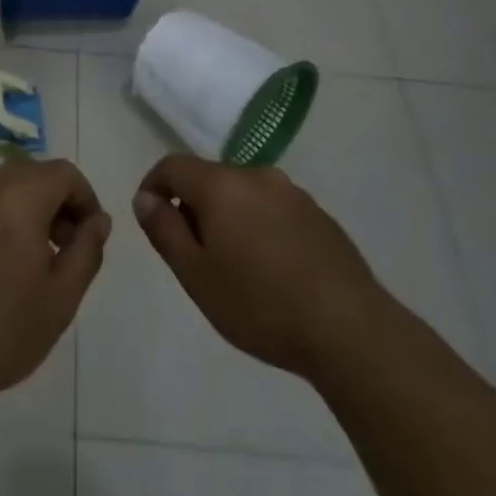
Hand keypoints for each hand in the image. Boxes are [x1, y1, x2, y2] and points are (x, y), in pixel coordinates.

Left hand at [0, 159, 110, 408]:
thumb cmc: (3, 329)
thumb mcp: (62, 297)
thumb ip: (87, 250)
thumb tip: (99, 220)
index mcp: (19, 197)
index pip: (64, 173)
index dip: (85, 198)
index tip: (89, 236)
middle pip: (32, 173)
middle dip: (56, 201)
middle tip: (63, 247)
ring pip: (2, 185)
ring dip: (26, 207)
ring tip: (31, 257)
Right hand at [133, 154, 378, 378]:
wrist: (350, 330)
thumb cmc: (260, 304)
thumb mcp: (196, 275)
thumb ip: (164, 230)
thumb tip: (145, 198)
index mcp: (221, 184)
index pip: (172, 165)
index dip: (153, 186)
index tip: (151, 218)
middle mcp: (256, 176)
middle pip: (210, 178)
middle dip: (193, 206)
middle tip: (193, 254)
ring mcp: (293, 194)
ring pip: (244, 194)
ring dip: (228, 217)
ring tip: (234, 266)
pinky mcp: (320, 216)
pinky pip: (274, 210)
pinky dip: (260, 227)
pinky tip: (272, 270)